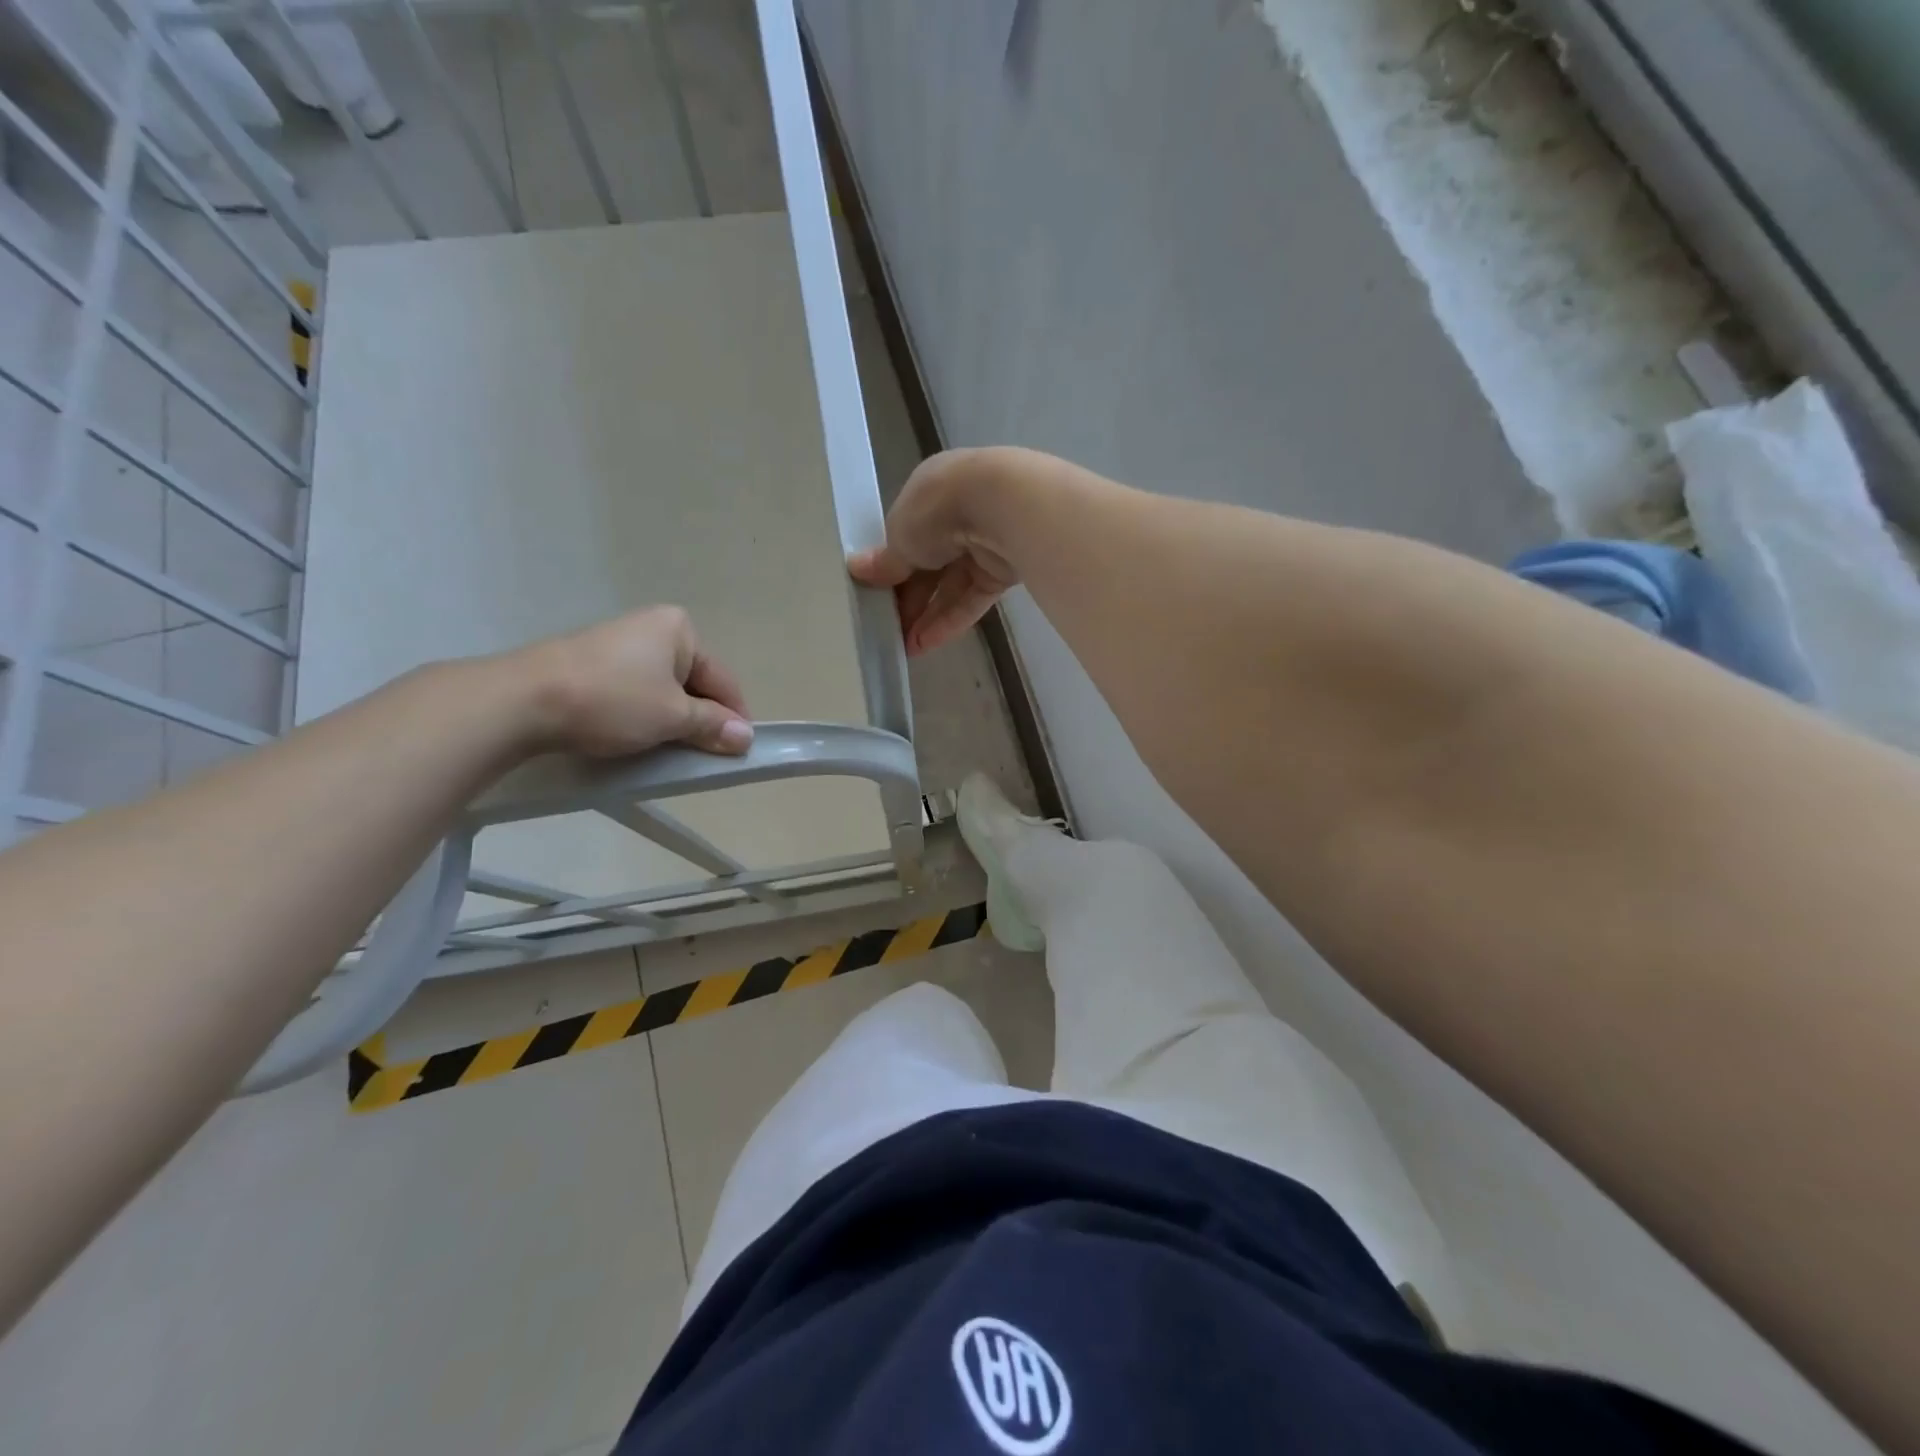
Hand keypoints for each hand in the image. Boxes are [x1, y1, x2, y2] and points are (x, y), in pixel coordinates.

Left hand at [512, 606, 752, 757]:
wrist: (523, 701)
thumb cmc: (613, 701)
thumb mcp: (673, 717)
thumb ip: (713, 726)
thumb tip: (746, 737)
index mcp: (679, 629)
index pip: (722, 679)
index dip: (733, 716)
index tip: (738, 750)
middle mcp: (652, 627)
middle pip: (693, 682)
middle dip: (700, 718)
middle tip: (703, 754)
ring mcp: (618, 643)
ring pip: (663, 689)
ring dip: (672, 719)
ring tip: (669, 751)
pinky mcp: (591, 663)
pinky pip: (635, 691)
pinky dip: (643, 714)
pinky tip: (637, 737)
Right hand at [848, 448, 1029, 654]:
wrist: (1004, 507)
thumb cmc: (939, 510)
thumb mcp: (900, 536)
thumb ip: (885, 560)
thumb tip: (856, 570)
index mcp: (930, 492)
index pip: (906, 534)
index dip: (890, 566)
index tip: (874, 593)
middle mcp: (958, 514)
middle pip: (929, 563)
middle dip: (908, 598)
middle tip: (887, 628)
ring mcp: (984, 542)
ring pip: (951, 585)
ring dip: (927, 616)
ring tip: (904, 647)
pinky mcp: (1004, 570)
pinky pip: (972, 598)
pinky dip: (950, 620)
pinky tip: (925, 644)